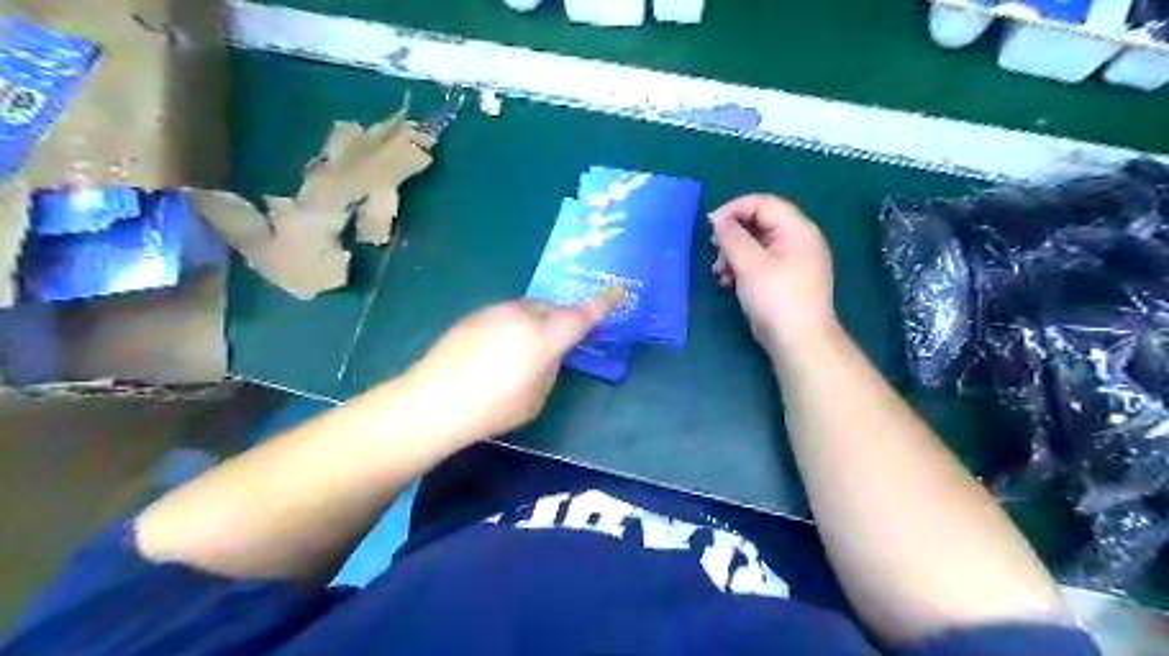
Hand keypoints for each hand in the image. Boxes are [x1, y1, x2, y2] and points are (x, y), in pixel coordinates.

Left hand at [401, 291, 619, 445]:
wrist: (432, 402)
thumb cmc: (492, 408)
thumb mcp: (536, 397)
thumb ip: (550, 366)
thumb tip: (548, 352)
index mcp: (544, 336)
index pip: (582, 315)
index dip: (603, 302)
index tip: (619, 290)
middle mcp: (523, 315)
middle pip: (554, 309)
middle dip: (563, 320)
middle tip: (561, 342)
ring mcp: (496, 311)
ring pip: (529, 309)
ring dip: (537, 322)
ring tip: (525, 351)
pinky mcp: (474, 316)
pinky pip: (507, 315)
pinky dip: (514, 326)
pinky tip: (498, 351)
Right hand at [706, 194, 834, 356]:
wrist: (799, 342)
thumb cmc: (776, 298)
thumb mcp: (750, 264)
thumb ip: (733, 237)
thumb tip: (719, 220)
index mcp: (797, 230)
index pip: (764, 203)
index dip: (734, 209)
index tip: (711, 226)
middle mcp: (798, 240)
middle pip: (759, 223)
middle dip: (732, 235)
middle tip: (714, 250)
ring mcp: (792, 261)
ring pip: (756, 244)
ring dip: (733, 254)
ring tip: (719, 273)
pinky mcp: (784, 279)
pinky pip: (759, 262)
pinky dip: (741, 268)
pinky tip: (728, 283)